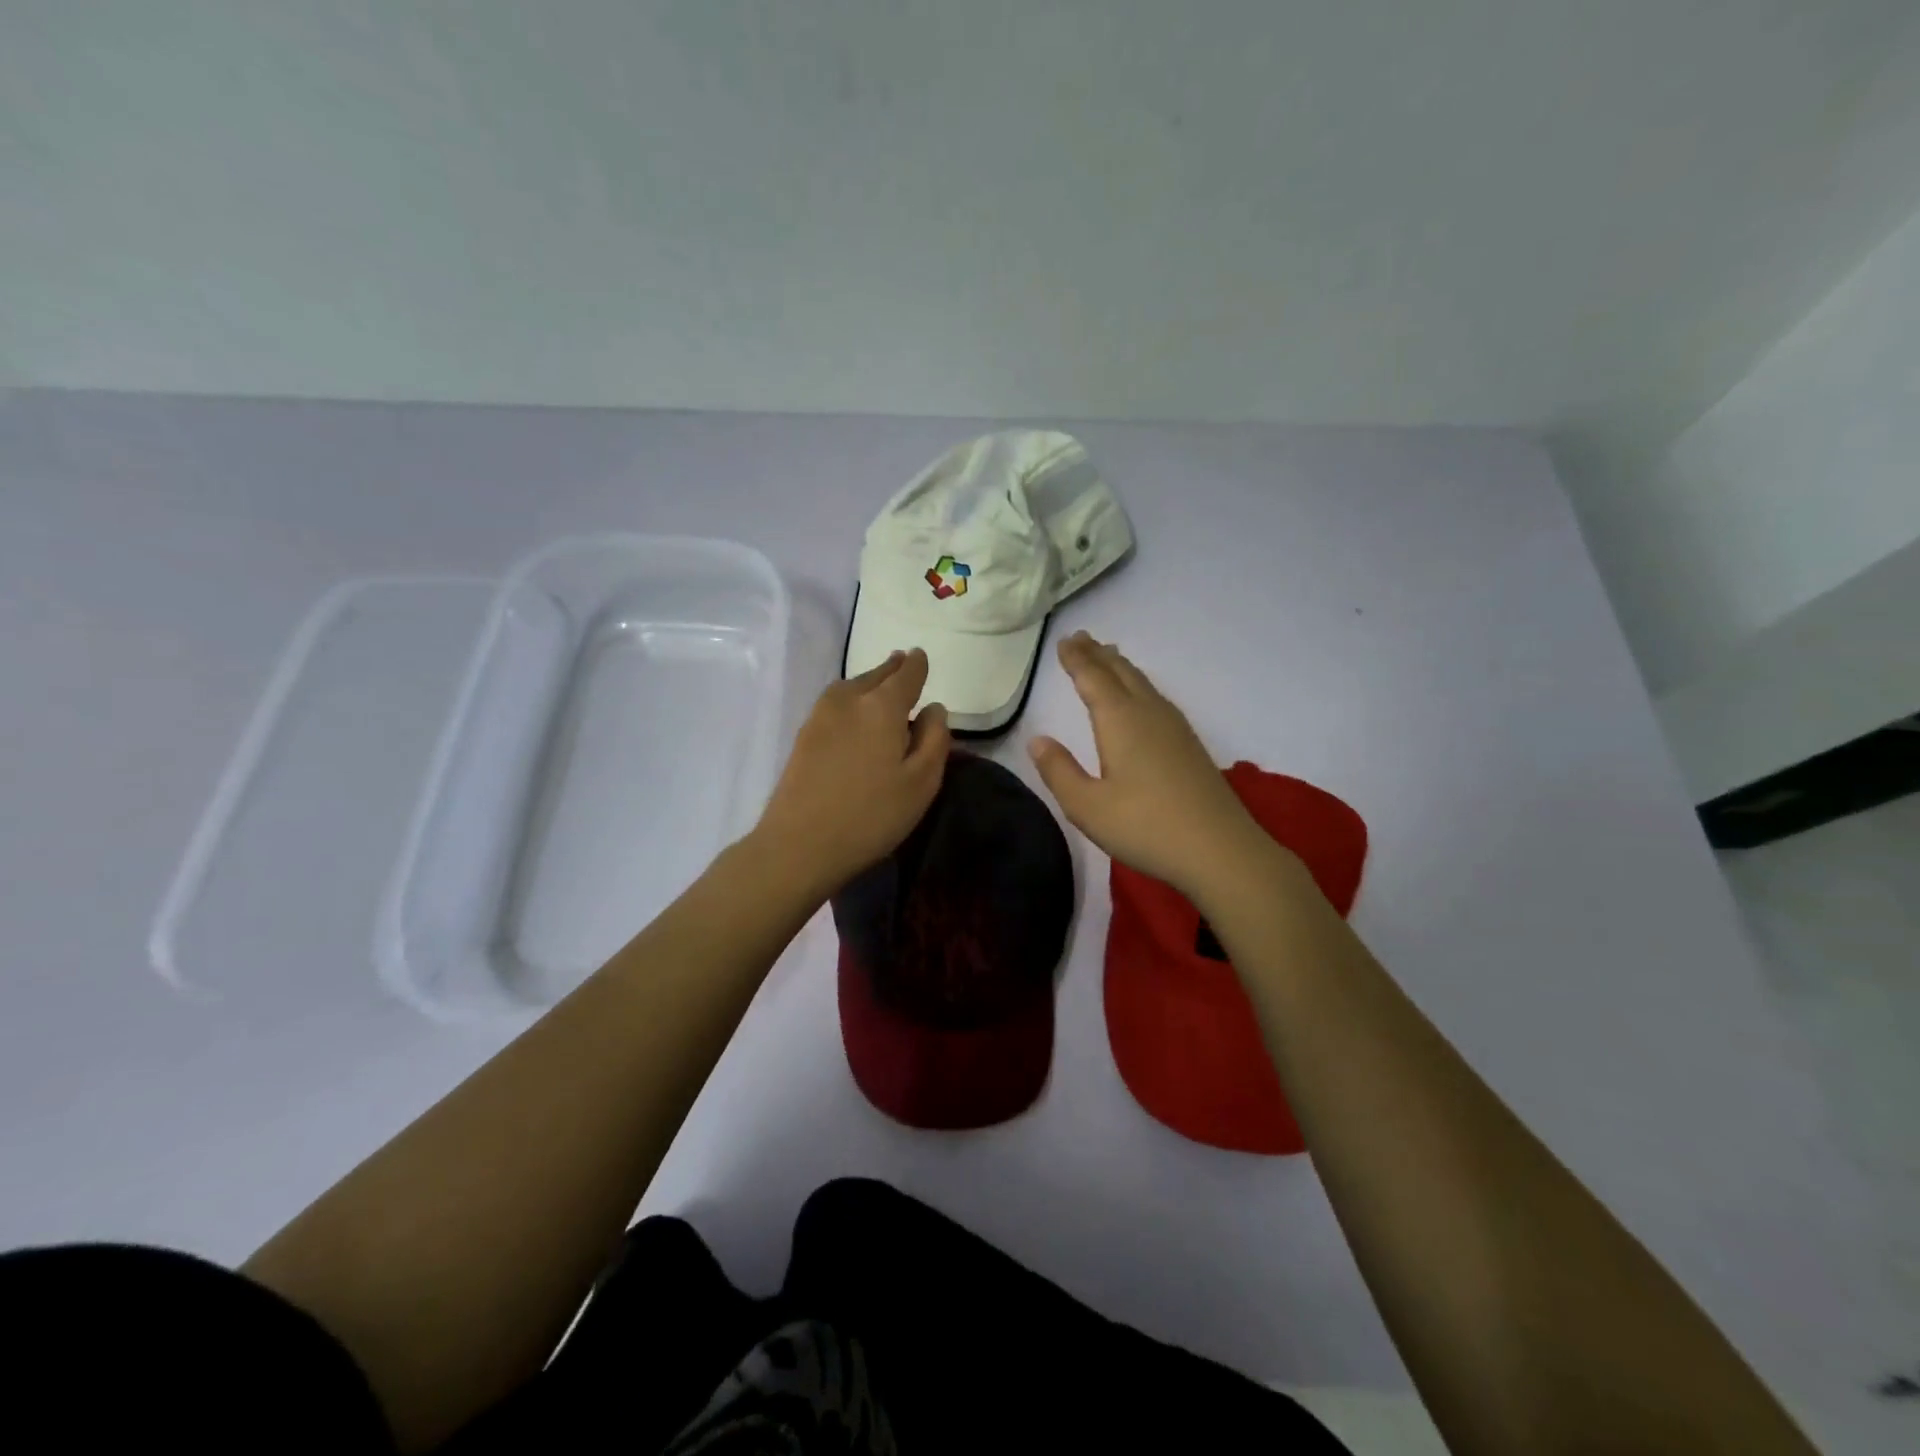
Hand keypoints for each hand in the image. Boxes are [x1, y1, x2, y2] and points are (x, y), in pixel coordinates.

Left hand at [752, 649, 950, 900]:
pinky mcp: (804, 735)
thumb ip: (935, 739)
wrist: (799, 844)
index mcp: (882, 706)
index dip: (917, 664)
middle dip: (892, 668)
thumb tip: (934, 708)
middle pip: (876, 675)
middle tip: (903, 662)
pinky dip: (851, 698)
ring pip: (852, 686)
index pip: (906, 674)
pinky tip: (855, 711)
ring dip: (869, 681)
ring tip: (881, 683)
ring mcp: (820, 715)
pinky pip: (835, 702)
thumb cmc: (871, 816)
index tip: (921, 656)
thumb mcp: (922, 782)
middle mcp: (849, 699)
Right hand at [1029, 632, 1276, 898]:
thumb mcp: (1087, 806)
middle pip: (1120, 673)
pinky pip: (1156, 698)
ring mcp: (1174, 727)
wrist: (1219, 850)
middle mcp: (1148, 713)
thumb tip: (1038, 740)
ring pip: (1142, 683)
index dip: (1076, 659)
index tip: (1064, 641)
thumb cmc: (1145, 827)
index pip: (1092, 678)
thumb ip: (1059, 770)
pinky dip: (1139, 685)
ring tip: (1108, 656)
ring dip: (1120, 667)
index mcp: (1119, 720)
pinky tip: (1142, 698)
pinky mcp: (1189, 745)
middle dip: (1098, 654)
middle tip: (1081, 638)